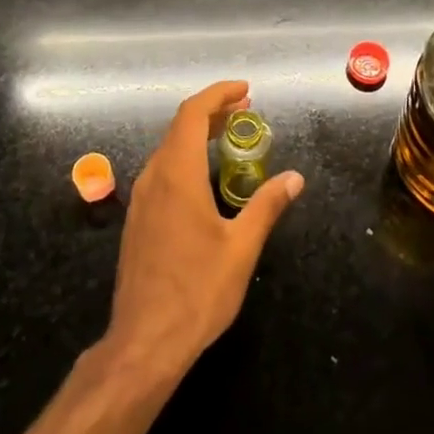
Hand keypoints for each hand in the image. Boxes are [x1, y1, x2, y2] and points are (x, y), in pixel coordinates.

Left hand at [104, 80, 304, 381]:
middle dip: (212, 113)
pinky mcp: (138, 220)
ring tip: (229, 138)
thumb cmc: (197, 291)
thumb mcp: (241, 247)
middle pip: (179, 127)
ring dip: (197, 135)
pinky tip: (205, 178)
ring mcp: (141, 200)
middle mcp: (153, 178)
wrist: (144, 341)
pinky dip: (186, 158)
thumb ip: (267, 205)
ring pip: (168, 150)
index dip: (218, 95)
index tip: (245, 92)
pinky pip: (162, 172)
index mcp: (176, 175)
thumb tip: (295, 178)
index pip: (192, 113)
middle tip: (245, 112)